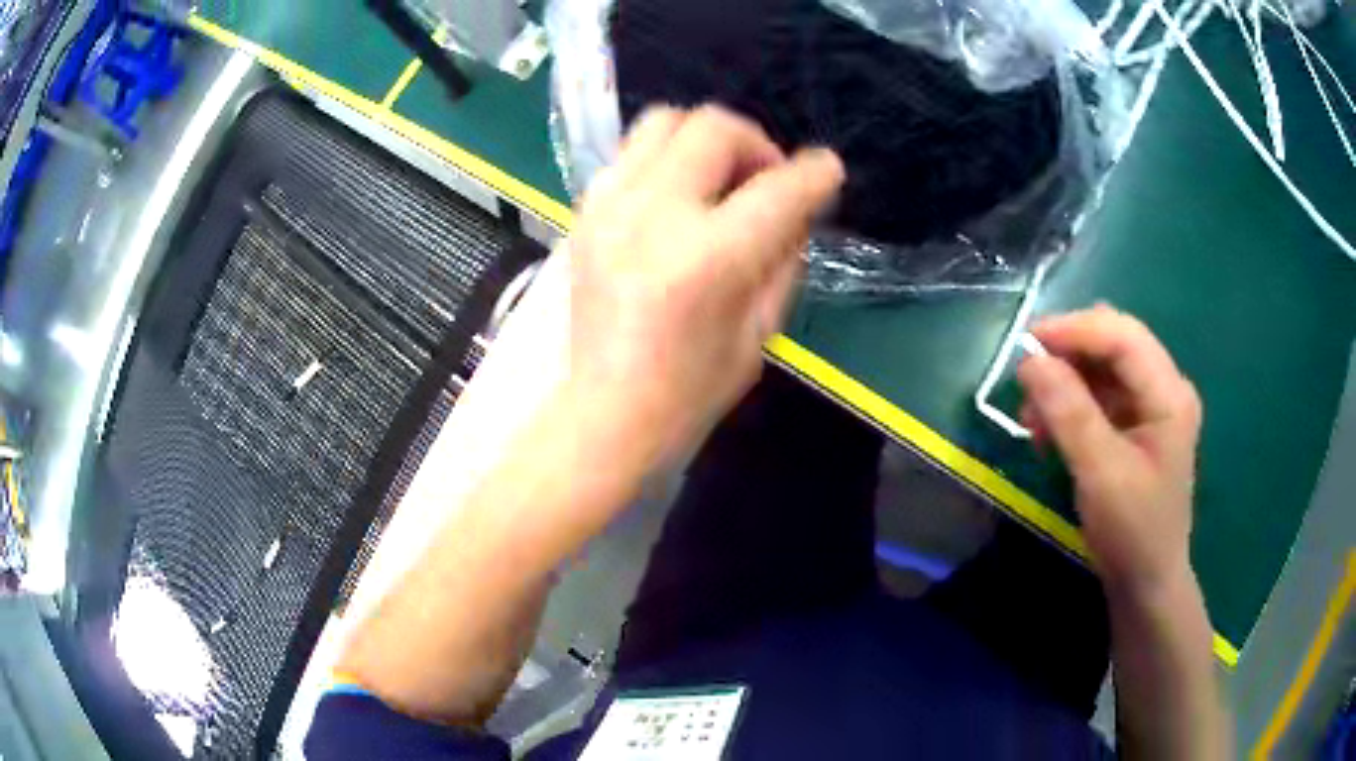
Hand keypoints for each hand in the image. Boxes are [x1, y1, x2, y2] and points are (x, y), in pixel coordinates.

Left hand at [565, 106, 843, 472]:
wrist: (608, 412)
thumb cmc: (693, 390)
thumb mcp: (761, 329)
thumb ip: (784, 253)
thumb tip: (794, 204)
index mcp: (707, 260)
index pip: (777, 189)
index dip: (815, 174)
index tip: (827, 171)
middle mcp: (653, 216)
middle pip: (714, 127)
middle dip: (756, 143)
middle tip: (766, 179)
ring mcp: (610, 207)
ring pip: (664, 121)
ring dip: (705, 139)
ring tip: (719, 178)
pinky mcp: (586, 213)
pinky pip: (631, 152)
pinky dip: (666, 159)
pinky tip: (678, 196)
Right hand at [1017, 306, 1202, 602]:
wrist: (1146, 583)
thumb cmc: (1131, 532)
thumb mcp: (1100, 473)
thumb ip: (1069, 412)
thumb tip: (1030, 361)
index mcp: (1169, 394)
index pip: (1123, 336)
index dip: (1075, 330)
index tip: (1026, 343)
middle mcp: (1165, 388)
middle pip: (1114, 344)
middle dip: (1068, 354)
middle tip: (1025, 378)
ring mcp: (1153, 406)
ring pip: (1103, 368)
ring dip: (1065, 382)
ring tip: (1032, 416)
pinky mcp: (1138, 425)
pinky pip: (1101, 396)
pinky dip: (1071, 404)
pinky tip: (1049, 430)